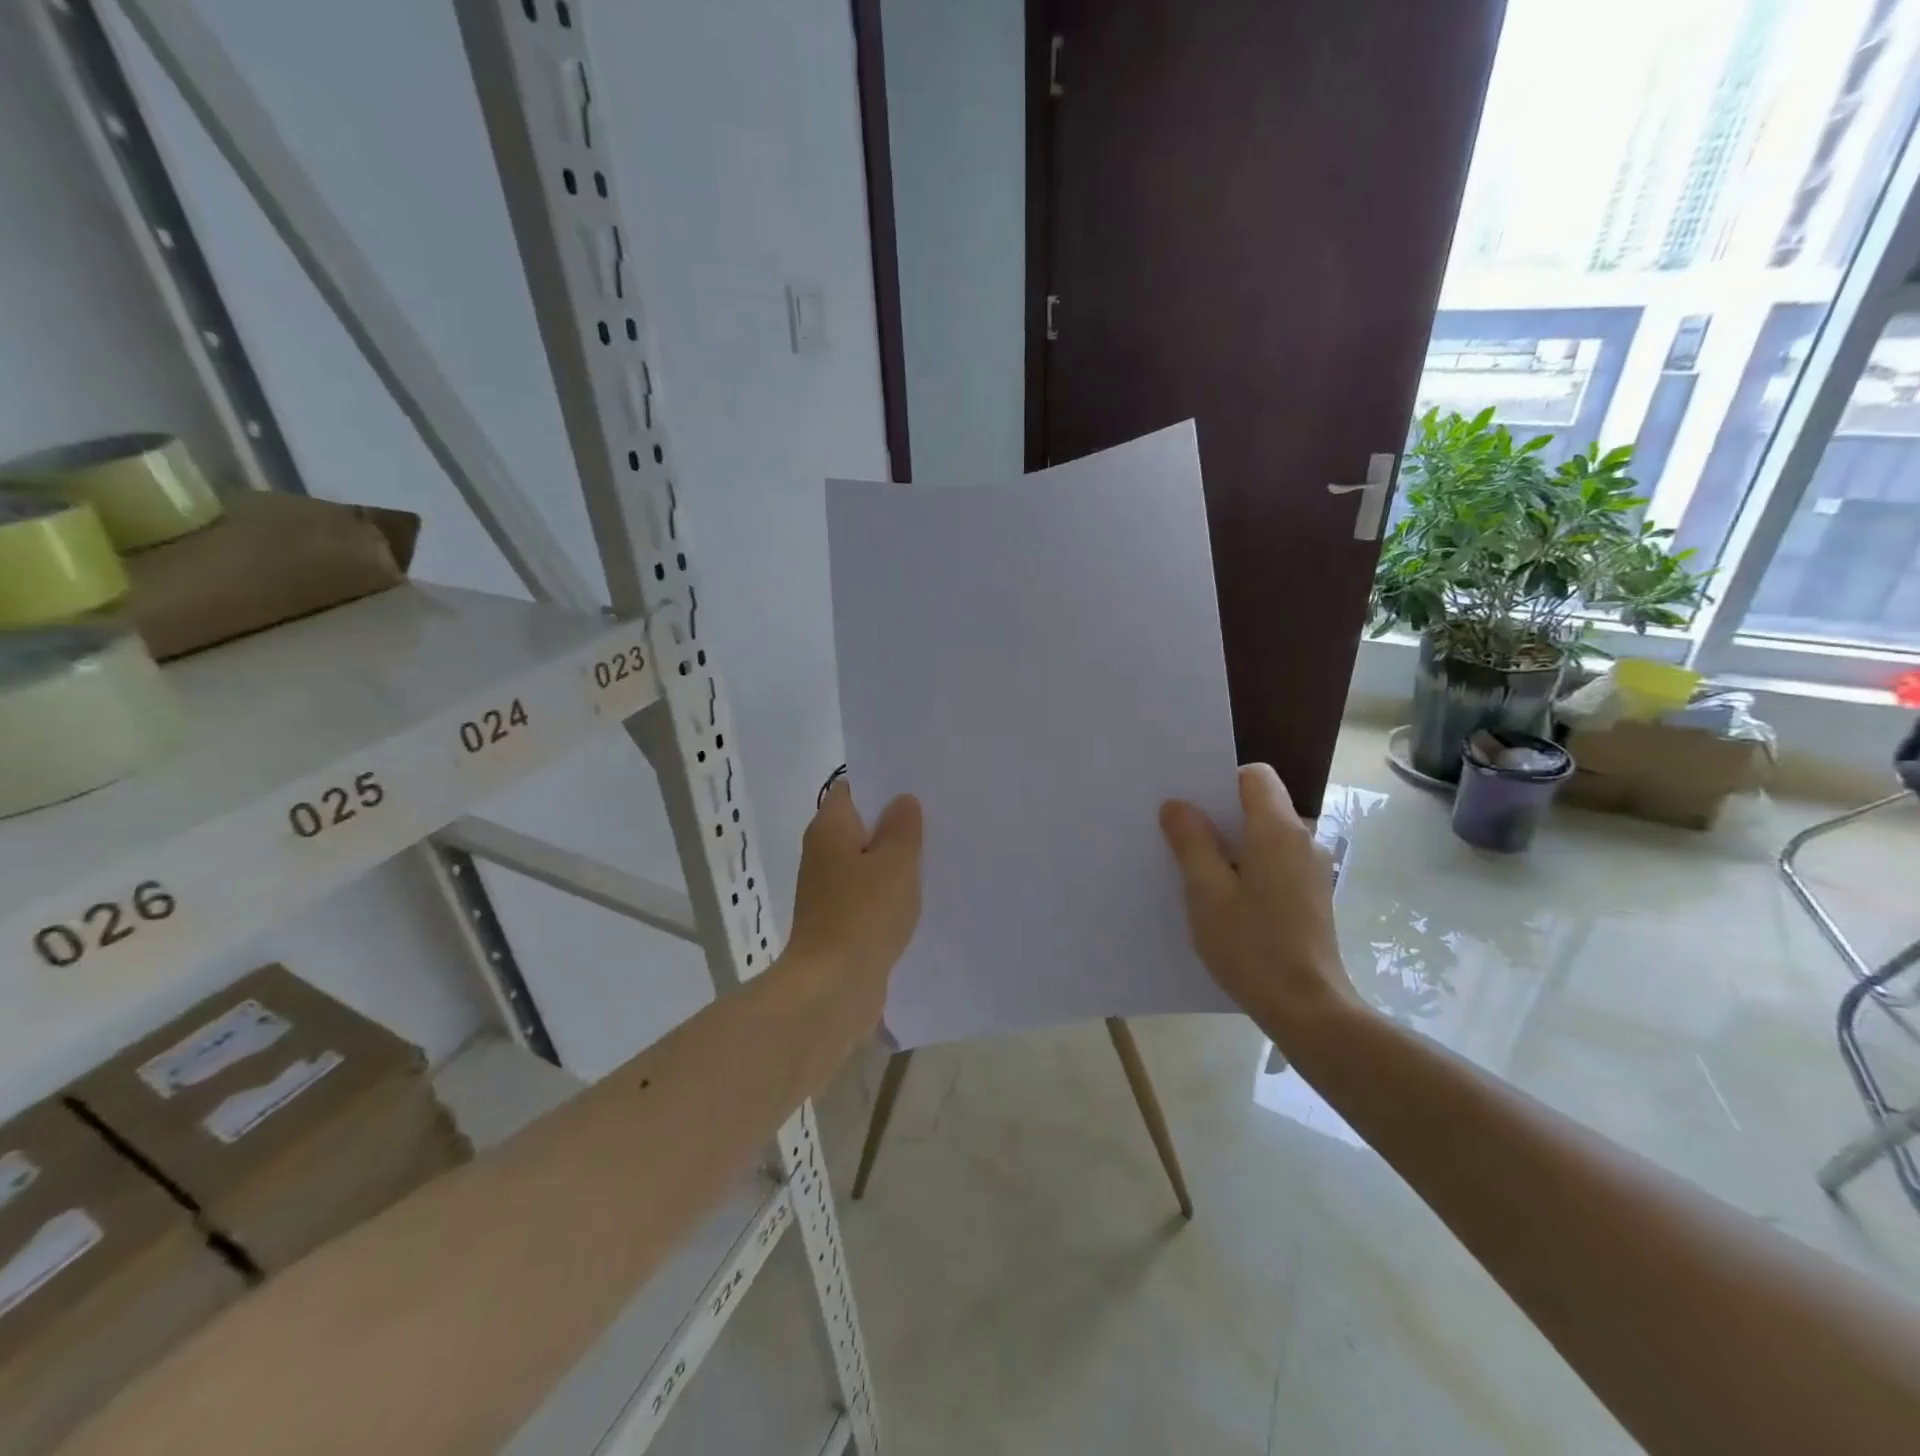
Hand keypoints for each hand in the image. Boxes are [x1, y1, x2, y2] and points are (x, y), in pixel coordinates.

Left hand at [785, 782, 923, 1032]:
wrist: (832, 986)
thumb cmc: (864, 913)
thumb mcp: (896, 863)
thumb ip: (903, 827)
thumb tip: (902, 800)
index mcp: (830, 828)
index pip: (852, 789)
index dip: (883, 785)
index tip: (918, 787)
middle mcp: (822, 852)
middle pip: (860, 825)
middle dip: (894, 823)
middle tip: (937, 819)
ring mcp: (827, 888)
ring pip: (865, 860)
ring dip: (893, 859)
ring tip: (934, 855)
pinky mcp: (837, 918)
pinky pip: (866, 891)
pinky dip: (887, 890)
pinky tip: (917, 895)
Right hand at [1159, 764, 1363, 1051]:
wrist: (1307, 1008)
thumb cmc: (1251, 944)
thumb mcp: (1206, 891)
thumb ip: (1191, 841)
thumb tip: (1178, 805)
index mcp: (1278, 829)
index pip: (1255, 775)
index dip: (1220, 782)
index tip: (1191, 808)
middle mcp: (1303, 840)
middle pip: (1258, 805)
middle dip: (1219, 816)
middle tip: (1179, 838)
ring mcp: (1311, 870)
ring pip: (1264, 837)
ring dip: (1231, 846)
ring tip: (1196, 874)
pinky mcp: (1311, 896)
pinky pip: (1273, 863)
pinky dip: (1248, 869)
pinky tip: (1225, 902)